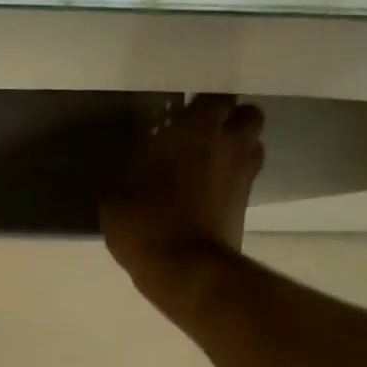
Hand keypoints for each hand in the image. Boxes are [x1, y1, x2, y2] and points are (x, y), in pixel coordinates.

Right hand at [99, 95, 264, 325]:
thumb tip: (130, 159)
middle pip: (246, 115)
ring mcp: (244, 175)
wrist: (185, 271)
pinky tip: (207, 192)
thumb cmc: (146, 221)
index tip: (180, 113)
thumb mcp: (115, 193)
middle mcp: (230, 143)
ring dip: (235, 148)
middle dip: (228, 120)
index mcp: (198, 128)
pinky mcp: (246, 205)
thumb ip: (127, 167)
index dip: (200, 103)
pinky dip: (231, 179)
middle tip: (201, 134)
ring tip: (207, 161)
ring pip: (251, 145)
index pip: (213, 96)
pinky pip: (244, 178)